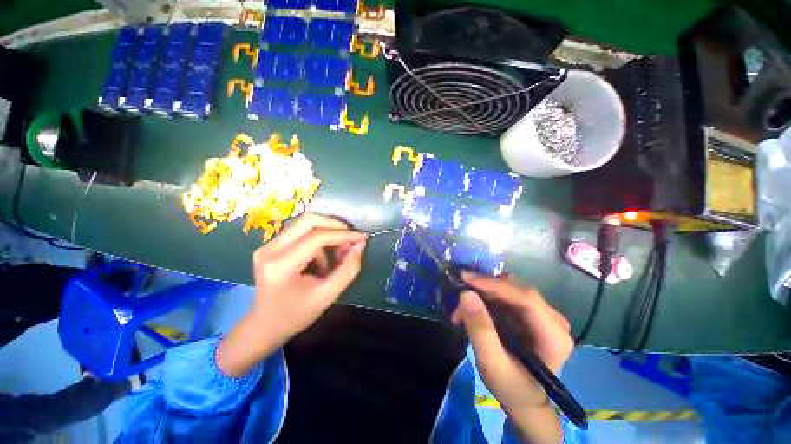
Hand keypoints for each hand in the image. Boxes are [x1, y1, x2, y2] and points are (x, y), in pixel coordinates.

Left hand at [216, 213, 366, 376]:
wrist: (264, 326)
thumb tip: (360, 245)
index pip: (317, 237)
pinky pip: (301, 232)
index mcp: (281, 265)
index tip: (362, 237)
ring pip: (306, 224)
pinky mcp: (270, 245)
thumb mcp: (328, 295)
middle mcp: (270, 249)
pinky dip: (318, 239)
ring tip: (338, 254)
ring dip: (327, 233)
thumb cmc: (296, 315)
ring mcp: (267, 245)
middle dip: (336, 226)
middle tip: (351, 239)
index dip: (344, 235)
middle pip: (309, 221)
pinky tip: (323, 258)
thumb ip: (348, 269)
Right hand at [452, 272, 572, 442]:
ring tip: (461, 309)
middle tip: (459, 291)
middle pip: (517, 289)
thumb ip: (480, 330)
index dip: (494, 284)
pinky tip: (471, 310)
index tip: (465, 278)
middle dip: (485, 288)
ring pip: (509, 289)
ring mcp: (542, 315)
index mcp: (554, 335)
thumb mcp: (491, 364)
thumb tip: (466, 294)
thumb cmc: (511, 388)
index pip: (525, 298)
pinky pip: (505, 296)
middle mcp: (553, 319)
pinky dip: (485, 298)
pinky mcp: (530, 314)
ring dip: (483, 293)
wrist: (524, 402)